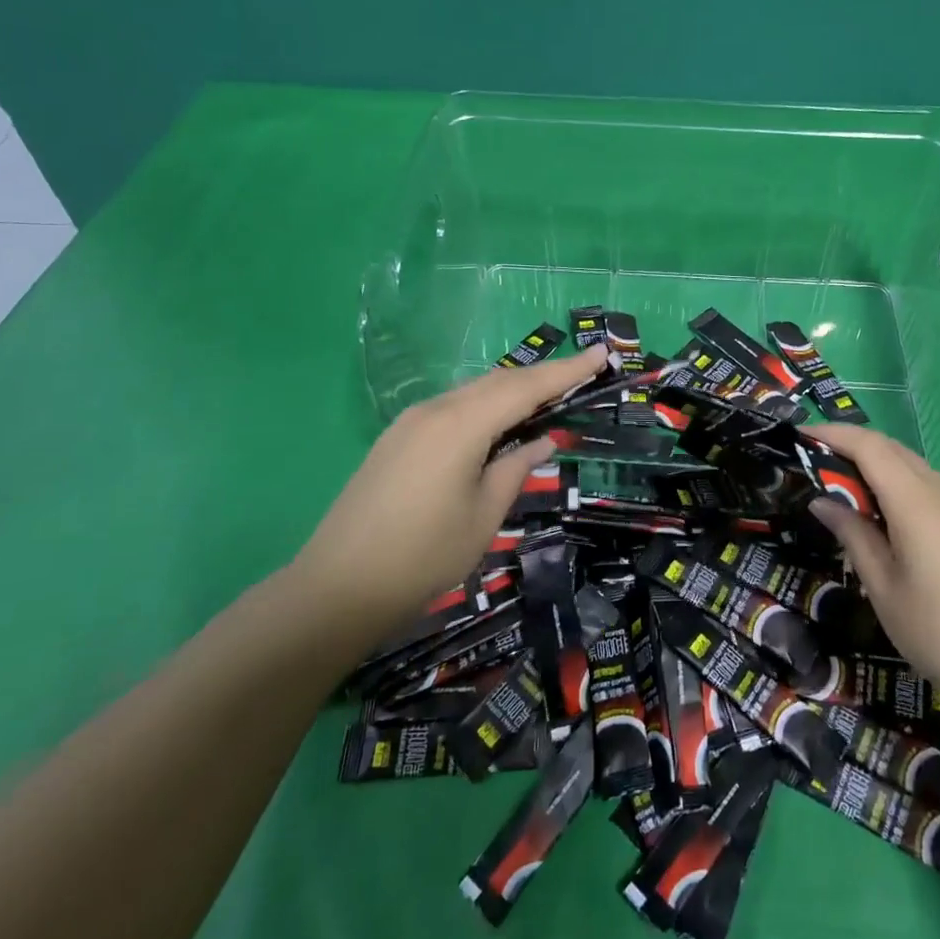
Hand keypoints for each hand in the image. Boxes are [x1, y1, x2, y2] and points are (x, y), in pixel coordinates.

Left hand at [292, 345, 607, 643]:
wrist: (337, 586)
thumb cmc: (423, 556)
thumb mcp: (484, 515)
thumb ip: (516, 467)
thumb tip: (543, 439)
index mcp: (461, 425)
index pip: (526, 387)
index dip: (567, 370)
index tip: (601, 352)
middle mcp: (435, 410)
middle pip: (499, 382)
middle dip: (543, 376)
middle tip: (583, 373)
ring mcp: (410, 422)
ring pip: (473, 392)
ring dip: (513, 390)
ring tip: (549, 396)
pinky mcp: (397, 438)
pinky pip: (452, 408)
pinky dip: (485, 406)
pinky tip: (499, 423)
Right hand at [808, 424, 939, 721]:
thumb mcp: (883, 588)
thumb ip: (853, 535)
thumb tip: (824, 501)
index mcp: (917, 503)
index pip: (869, 446)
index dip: (832, 433)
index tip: (799, 436)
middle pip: (891, 448)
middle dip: (849, 445)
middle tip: (812, 464)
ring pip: (912, 466)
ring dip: (875, 465)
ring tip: (842, 489)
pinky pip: (929, 486)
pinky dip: (897, 484)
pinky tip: (884, 515)